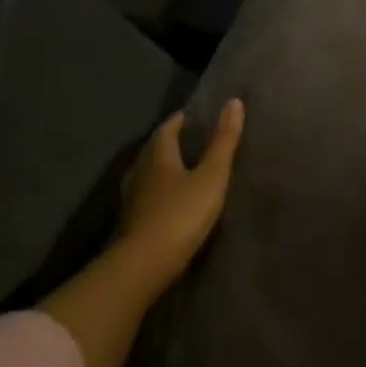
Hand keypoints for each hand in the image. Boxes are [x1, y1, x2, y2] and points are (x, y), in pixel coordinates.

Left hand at [40, 99, 245, 366]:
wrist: (145, 264)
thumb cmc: (182, 214)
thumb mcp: (211, 177)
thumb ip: (224, 142)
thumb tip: (234, 102)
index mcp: (158, 157)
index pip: (166, 131)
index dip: (178, 122)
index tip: (189, 116)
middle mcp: (140, 173)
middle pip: (152, 151)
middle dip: (167, 143)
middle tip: (185, 139)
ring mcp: (132, 200)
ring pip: (146, 175)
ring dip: (160, 169)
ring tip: (178, 168)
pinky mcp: (131, 224)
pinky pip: (145, 198)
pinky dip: (156, 192)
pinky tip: (165, 201)